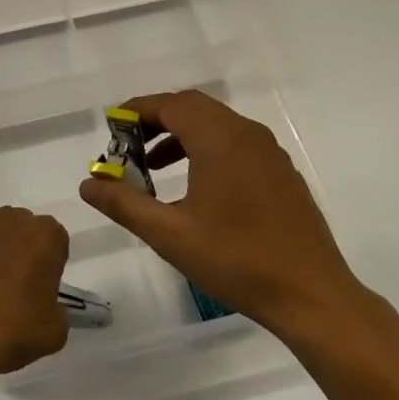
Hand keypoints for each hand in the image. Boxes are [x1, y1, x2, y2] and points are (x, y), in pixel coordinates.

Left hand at [0, 207, 70, 397]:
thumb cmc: (12, 328)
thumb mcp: (54, 332)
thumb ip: (57, 313)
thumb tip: (45, 309)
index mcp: (45, 235)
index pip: (57, 243)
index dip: (52, 267)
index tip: (44, 292)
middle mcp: (12, 222)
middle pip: (25, 234)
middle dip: (25, 255)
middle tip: (20, 293)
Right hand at [78, 90, 363, 342]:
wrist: (311, 295)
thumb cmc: (236, 261)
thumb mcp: (170, 235)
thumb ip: (124, 204)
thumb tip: (88, 183)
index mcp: (220, 139)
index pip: (171, 104)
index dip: (138, 110)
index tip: (112, 125)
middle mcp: (246, 134)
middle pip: (194, 108)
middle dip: (157, 120)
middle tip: (128, 146)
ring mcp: (269, 152)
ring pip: (216, 125)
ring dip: (181, 135)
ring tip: (153, 169)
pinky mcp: (281, 172)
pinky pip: (236, 143)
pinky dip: (207, 148)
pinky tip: (195, 186)